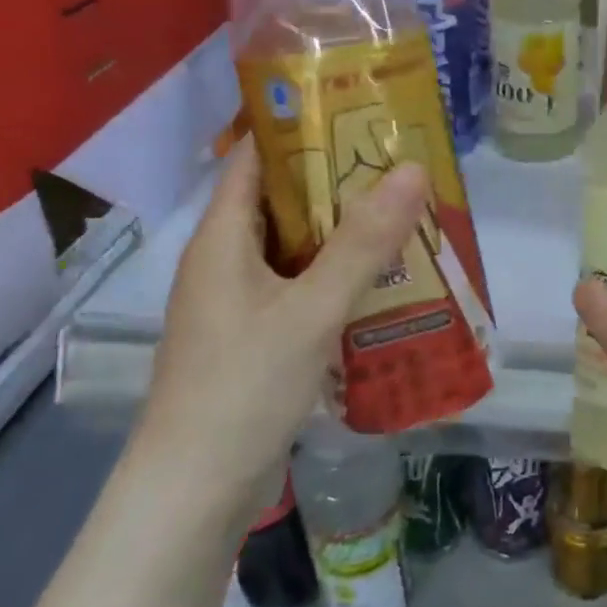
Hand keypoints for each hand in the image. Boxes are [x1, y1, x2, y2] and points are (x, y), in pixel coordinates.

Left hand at [139, 140, 428, 518]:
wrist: (194, 493)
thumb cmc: (242, 388)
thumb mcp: (310, 309)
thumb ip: (363, 242)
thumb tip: (411, 168)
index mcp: (221, 241)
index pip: (254, 159)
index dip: (299, 129)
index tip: (359, 113)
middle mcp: (226, 264)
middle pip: (283, 203)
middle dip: (339, 182)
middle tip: (403, 166)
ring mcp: (240, 306)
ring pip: (297, 250)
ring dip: (345, 234)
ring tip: (407, 216)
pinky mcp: (257, 341)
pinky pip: (303, 290)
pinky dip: (340, 278)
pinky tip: (385, 283)